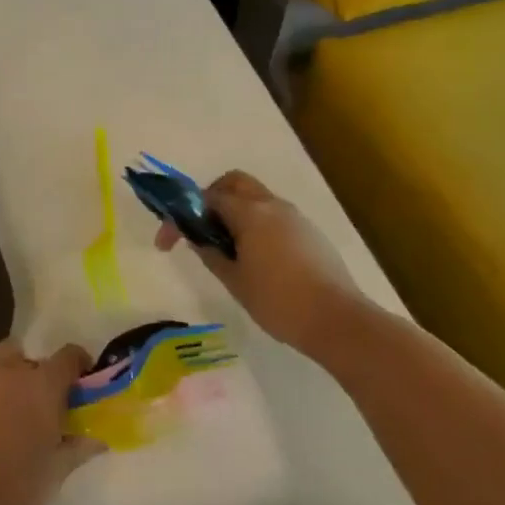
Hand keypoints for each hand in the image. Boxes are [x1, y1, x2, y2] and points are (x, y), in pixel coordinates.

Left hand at [0, 339, 102, 504]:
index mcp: (40, 385)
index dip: (78, 366)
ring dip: (8, 385)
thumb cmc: (19, 491)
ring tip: (12, 422)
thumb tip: (97, 438)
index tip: (82, 385)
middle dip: (35, 372)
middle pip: (24, 354)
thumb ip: (78, 446)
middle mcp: (6, 373)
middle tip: (42, 405)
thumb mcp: (57, 471)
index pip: (68, 356)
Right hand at [155, 170, 354, 344]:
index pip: (206, 199)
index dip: (180, 216)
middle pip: (234, 183)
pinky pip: (273, 216)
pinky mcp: (309, 233)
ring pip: (256, 198)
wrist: (338, 321)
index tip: (166, 243)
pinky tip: (253, 256)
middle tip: (199, 228)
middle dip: (210, 198)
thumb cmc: (279, 301)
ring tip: (224, 247)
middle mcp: (273, 205)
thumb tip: (196, 238)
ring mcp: (295, 217)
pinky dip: (254, 223)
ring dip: (234, 211)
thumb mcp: (234, 280)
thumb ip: (210, 253)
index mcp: (250, 213)